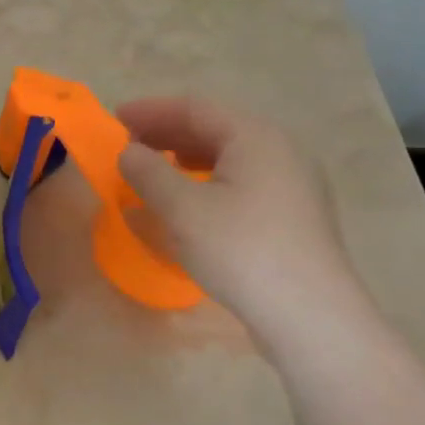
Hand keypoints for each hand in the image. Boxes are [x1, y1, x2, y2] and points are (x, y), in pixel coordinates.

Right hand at [116, 96, 359, 340]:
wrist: (309, 316)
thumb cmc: (241, 250)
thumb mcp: (183, 209)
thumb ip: (149, 172)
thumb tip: (129, 152)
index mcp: (256, 136)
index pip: (195, 109)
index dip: (151, 111)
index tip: (114, 119)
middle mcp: (281, 150)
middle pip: (215, 128)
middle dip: (168, 134)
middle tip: (129, 146)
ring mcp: (293, 183)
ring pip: (230, 156)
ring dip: (186, 158)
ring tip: (155, 171)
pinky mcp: (295, 215)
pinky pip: (243, 181)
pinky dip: (209, 180)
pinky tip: (192, 202)